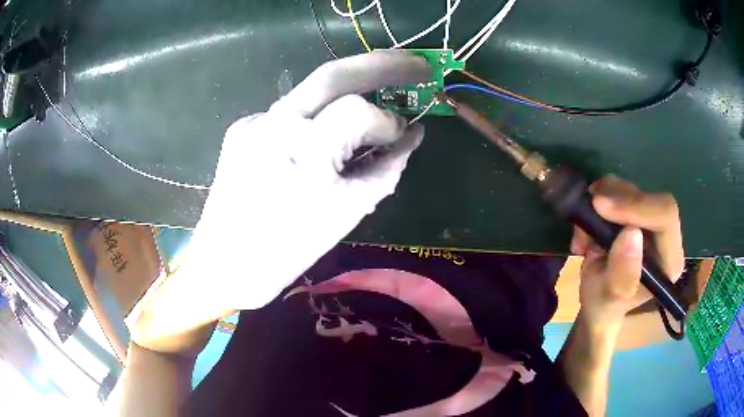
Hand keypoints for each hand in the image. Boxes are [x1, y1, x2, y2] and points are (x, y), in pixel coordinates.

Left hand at [185, 51, 430, 309]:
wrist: (226, 264)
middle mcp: (273, 124)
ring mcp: (253, 122)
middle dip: (381, 64)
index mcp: (303, 152)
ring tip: (380, 88)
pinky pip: (290, 113)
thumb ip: (387, 167)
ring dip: (350, 88)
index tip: (400, 137)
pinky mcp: (242, 128)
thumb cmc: (289, 250)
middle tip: (416, 64)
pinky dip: (316, 117)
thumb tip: (412, 136)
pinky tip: (323, 135)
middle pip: (333, 74)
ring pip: (311, 91)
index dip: (387, 121)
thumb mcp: (349, 212)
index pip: (358, 110)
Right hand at [570, 175, 684, 326]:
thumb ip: (620, 278)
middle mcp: (666, 237)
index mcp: (669, 261)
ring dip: (601, 202)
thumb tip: (631, 233)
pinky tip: (587, 226)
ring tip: (583, 235)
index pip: (666, 216)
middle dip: (614, 203)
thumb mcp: (605, 304)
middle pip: (649, 197)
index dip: (637, 205)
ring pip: (631, 189)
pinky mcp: (637, 212)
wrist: (597, 303)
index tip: (600, 205)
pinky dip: (598, 199)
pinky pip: (619, 188)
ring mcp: (652, 221)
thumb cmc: (603, 310)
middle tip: (587, 216)